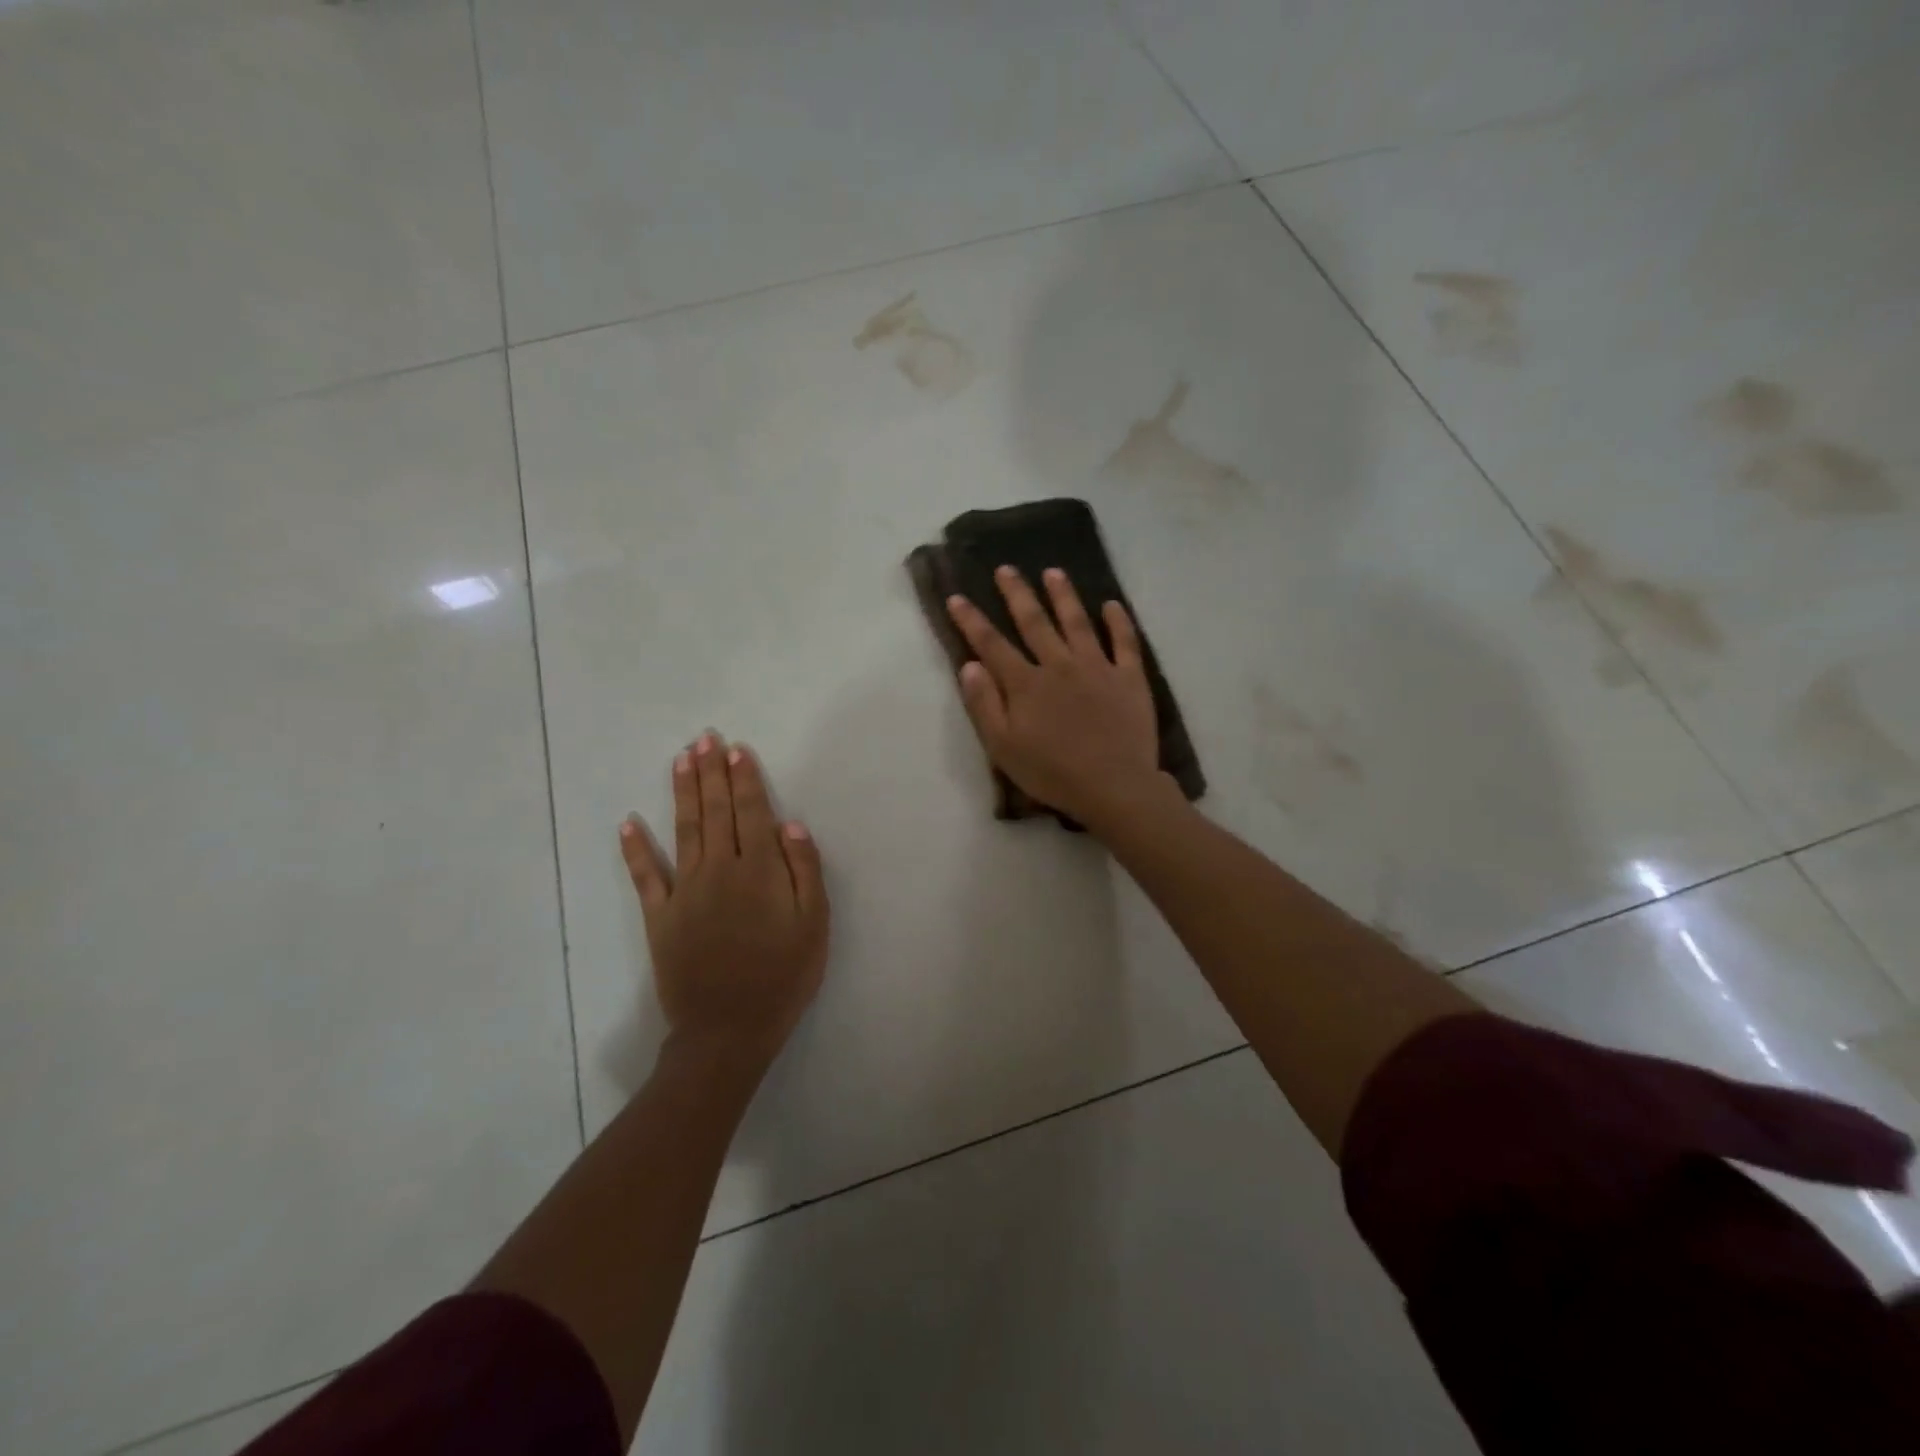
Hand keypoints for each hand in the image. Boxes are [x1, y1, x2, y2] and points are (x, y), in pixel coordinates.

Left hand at [620, 733, 828, 1072]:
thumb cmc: (782, 977)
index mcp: (759, 870)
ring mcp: (684, 891)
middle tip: (704, 738)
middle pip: (715, 811)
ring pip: (683, 829)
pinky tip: (628, 823)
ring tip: (680, 759)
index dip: (745, 778)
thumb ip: (805, 872)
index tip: (736, 748)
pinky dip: (635, 849)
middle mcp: (719, 870)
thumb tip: (790, 825)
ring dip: (682, 792)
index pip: (751, 812)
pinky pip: (645, 876)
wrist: (728, 1031)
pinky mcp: (659, 917)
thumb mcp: (814, 926)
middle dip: (711, 772)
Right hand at [945, 566, 1161, 828]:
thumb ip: (984, 704)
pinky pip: (1125, 643)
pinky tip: (1111, 605)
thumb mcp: (1003, 747)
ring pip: (1078, 622)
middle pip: (1035, 622)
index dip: (972, 620)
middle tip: (1006, 568)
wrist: (1114, 786)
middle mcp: (1060, 665)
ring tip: (1053, 572)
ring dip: (1064, 595)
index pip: (992, 644)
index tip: (957, 596)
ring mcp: (1098, 668)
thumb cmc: (1052, 773)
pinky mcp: (1130, 678)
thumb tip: (969, 665)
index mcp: (1026, 684)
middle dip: (1017, 594)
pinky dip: (1118, 622)